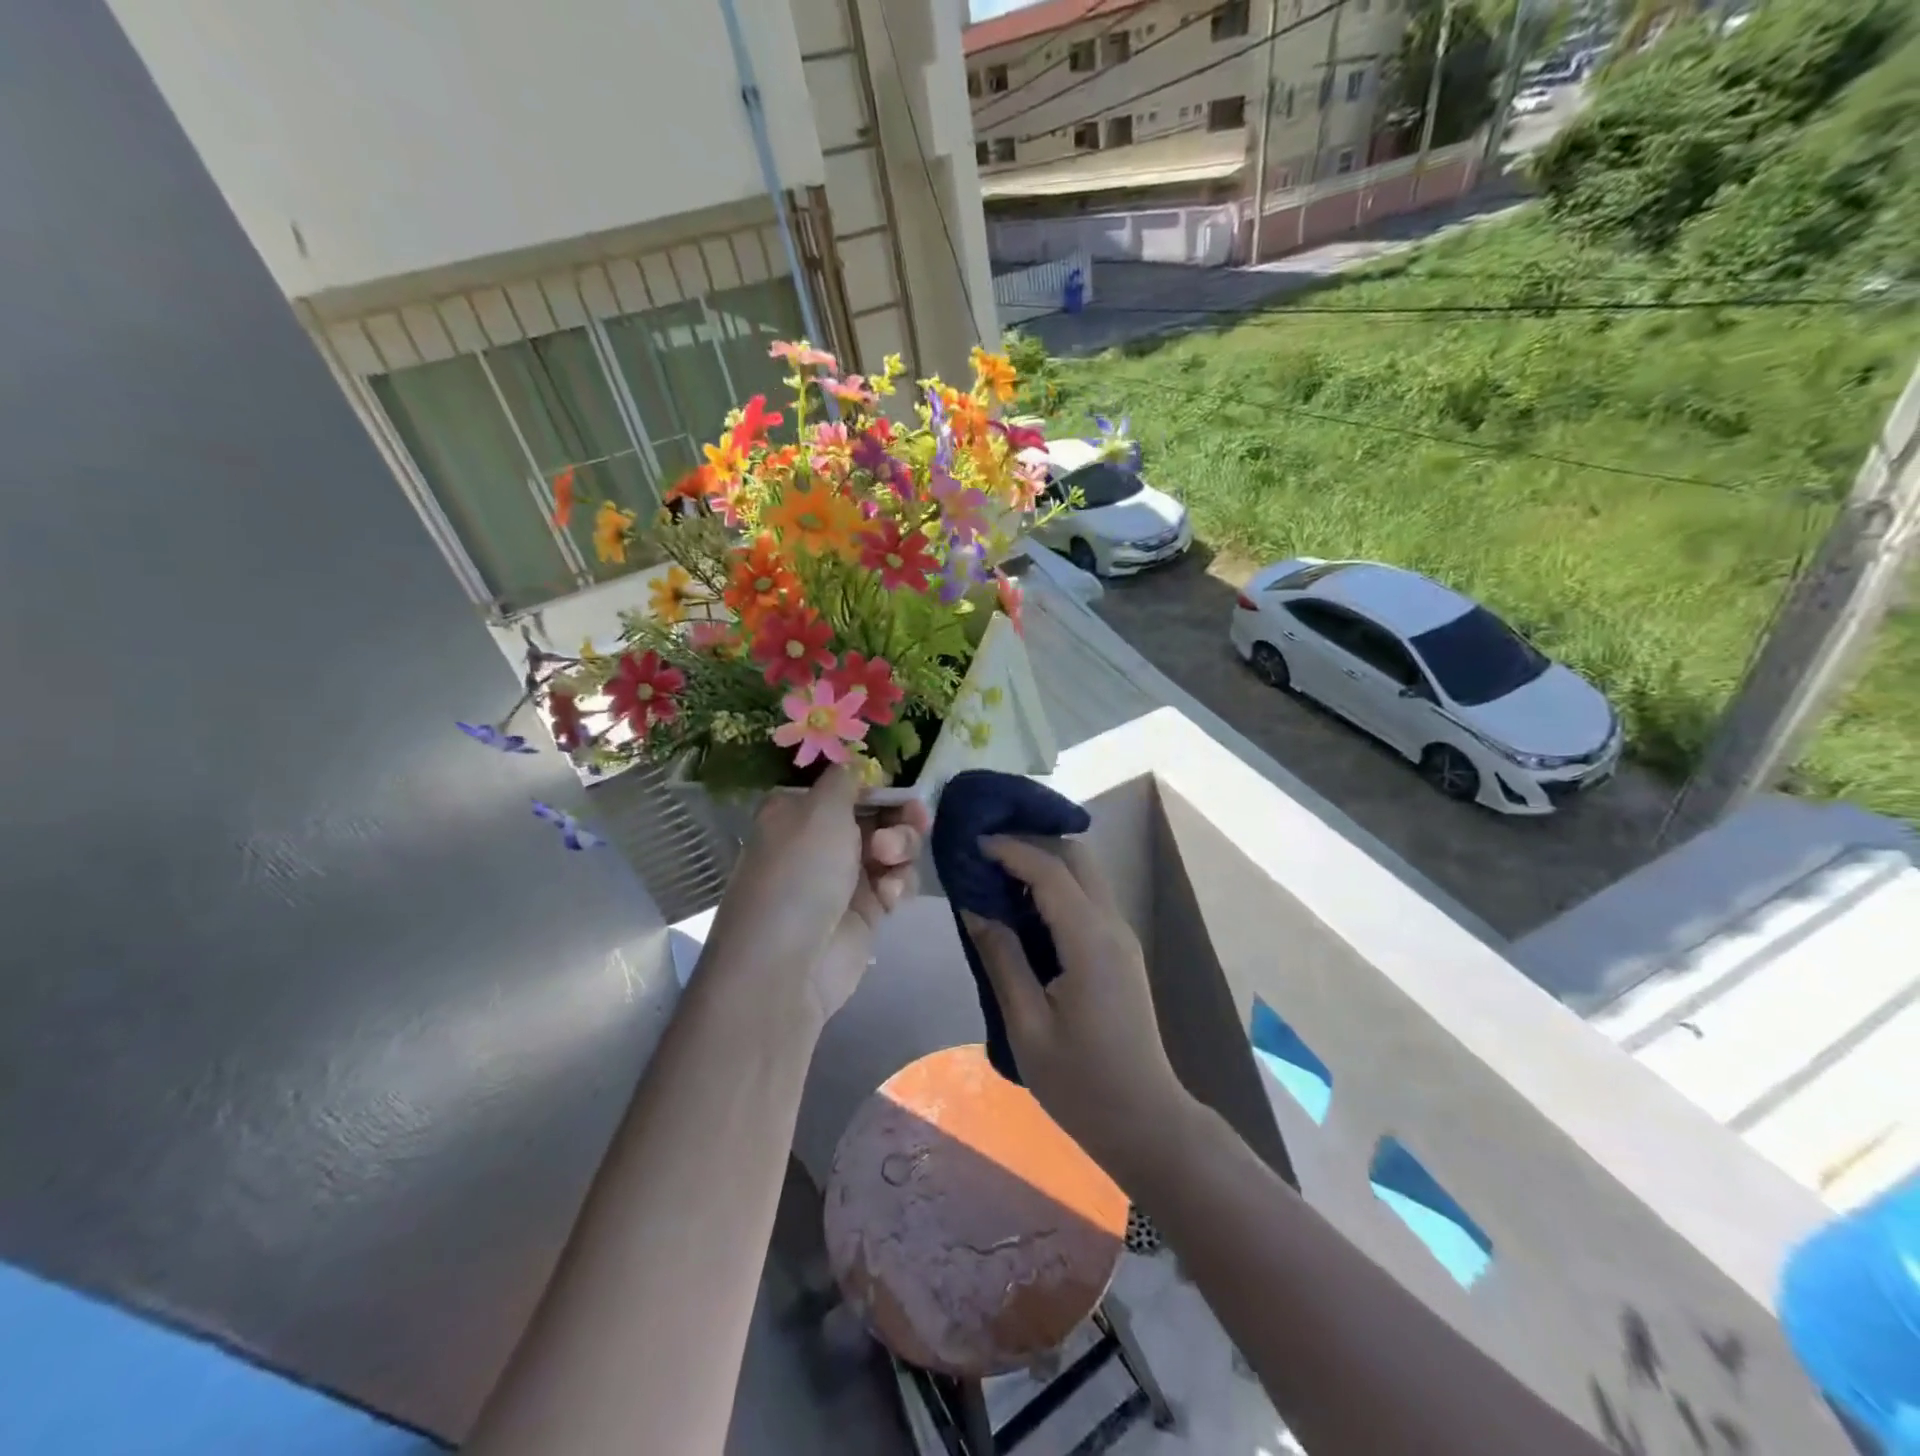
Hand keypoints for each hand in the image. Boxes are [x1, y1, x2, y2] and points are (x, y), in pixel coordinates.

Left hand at [703, 767, 927, 1031]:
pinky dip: (898, 883)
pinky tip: (889, 896)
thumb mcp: (820, 810)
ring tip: (889, 863)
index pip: (848, 785)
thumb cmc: (800, 874)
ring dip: (902, 848)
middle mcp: (820, 840)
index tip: (900, 787)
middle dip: (899, 816)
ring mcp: (844, 876)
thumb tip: (856, 764)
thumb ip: (846, 780)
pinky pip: (896, 881)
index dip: (878, 784)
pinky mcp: (865, 910)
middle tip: (915, 820)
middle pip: (878, 813)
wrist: (787, 965)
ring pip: (894, 846)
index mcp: (799, 811)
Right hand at [962, 835, 1193, 1179]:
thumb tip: (974, 907)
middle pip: (1076, 858)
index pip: (1049, 870)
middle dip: (1031, 842)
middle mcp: (1111, 925)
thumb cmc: (1079, 1082)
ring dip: (1045, 862)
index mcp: (1089, 940)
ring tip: (997, 872)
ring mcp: (1121, 936)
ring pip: (1085, 874)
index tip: (972, 843)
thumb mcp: (1026, 1025)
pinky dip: (1056, 886)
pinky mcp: (1120, 951)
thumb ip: (1001, 958)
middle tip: (985, 851)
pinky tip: (1024, 905)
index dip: (1010, 849)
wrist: (1144, 1120)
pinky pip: (1087, 898)